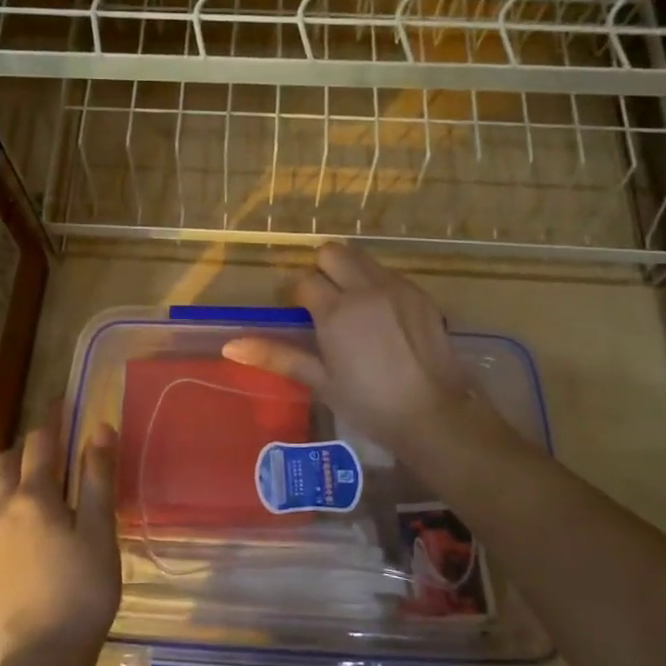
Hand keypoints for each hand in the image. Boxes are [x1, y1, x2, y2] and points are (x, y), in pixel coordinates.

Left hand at [0, 410, 120, 665]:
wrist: (43, 655)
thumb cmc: (82, 587)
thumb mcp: (99, 529)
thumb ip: (96, 476)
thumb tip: (99, 426)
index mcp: (33, 495)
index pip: (40, 441)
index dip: (52, 418)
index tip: (62, 402)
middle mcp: (3, 509)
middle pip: (8, 461)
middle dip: (30, 446)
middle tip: (57, 446)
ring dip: (19, 476)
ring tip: (49, 486)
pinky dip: (15, 508)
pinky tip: (38, 531)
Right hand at [222, 243, 514, 461]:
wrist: (434, 414)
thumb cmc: (370, 404)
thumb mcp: (320, 381)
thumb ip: (277, 356)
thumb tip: (231, 346)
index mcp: (335, 311)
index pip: (304, 281)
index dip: (296, 295)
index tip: (299, 315)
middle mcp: (365, 288)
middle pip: (332, 252)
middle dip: (322, 269)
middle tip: (324, 301)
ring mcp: (396, 288)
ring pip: (362, 258)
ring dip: (349, 272)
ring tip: (353, 307)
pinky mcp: (420, 294)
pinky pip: (389, 274)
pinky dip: (377, 285)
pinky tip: (382, 317)